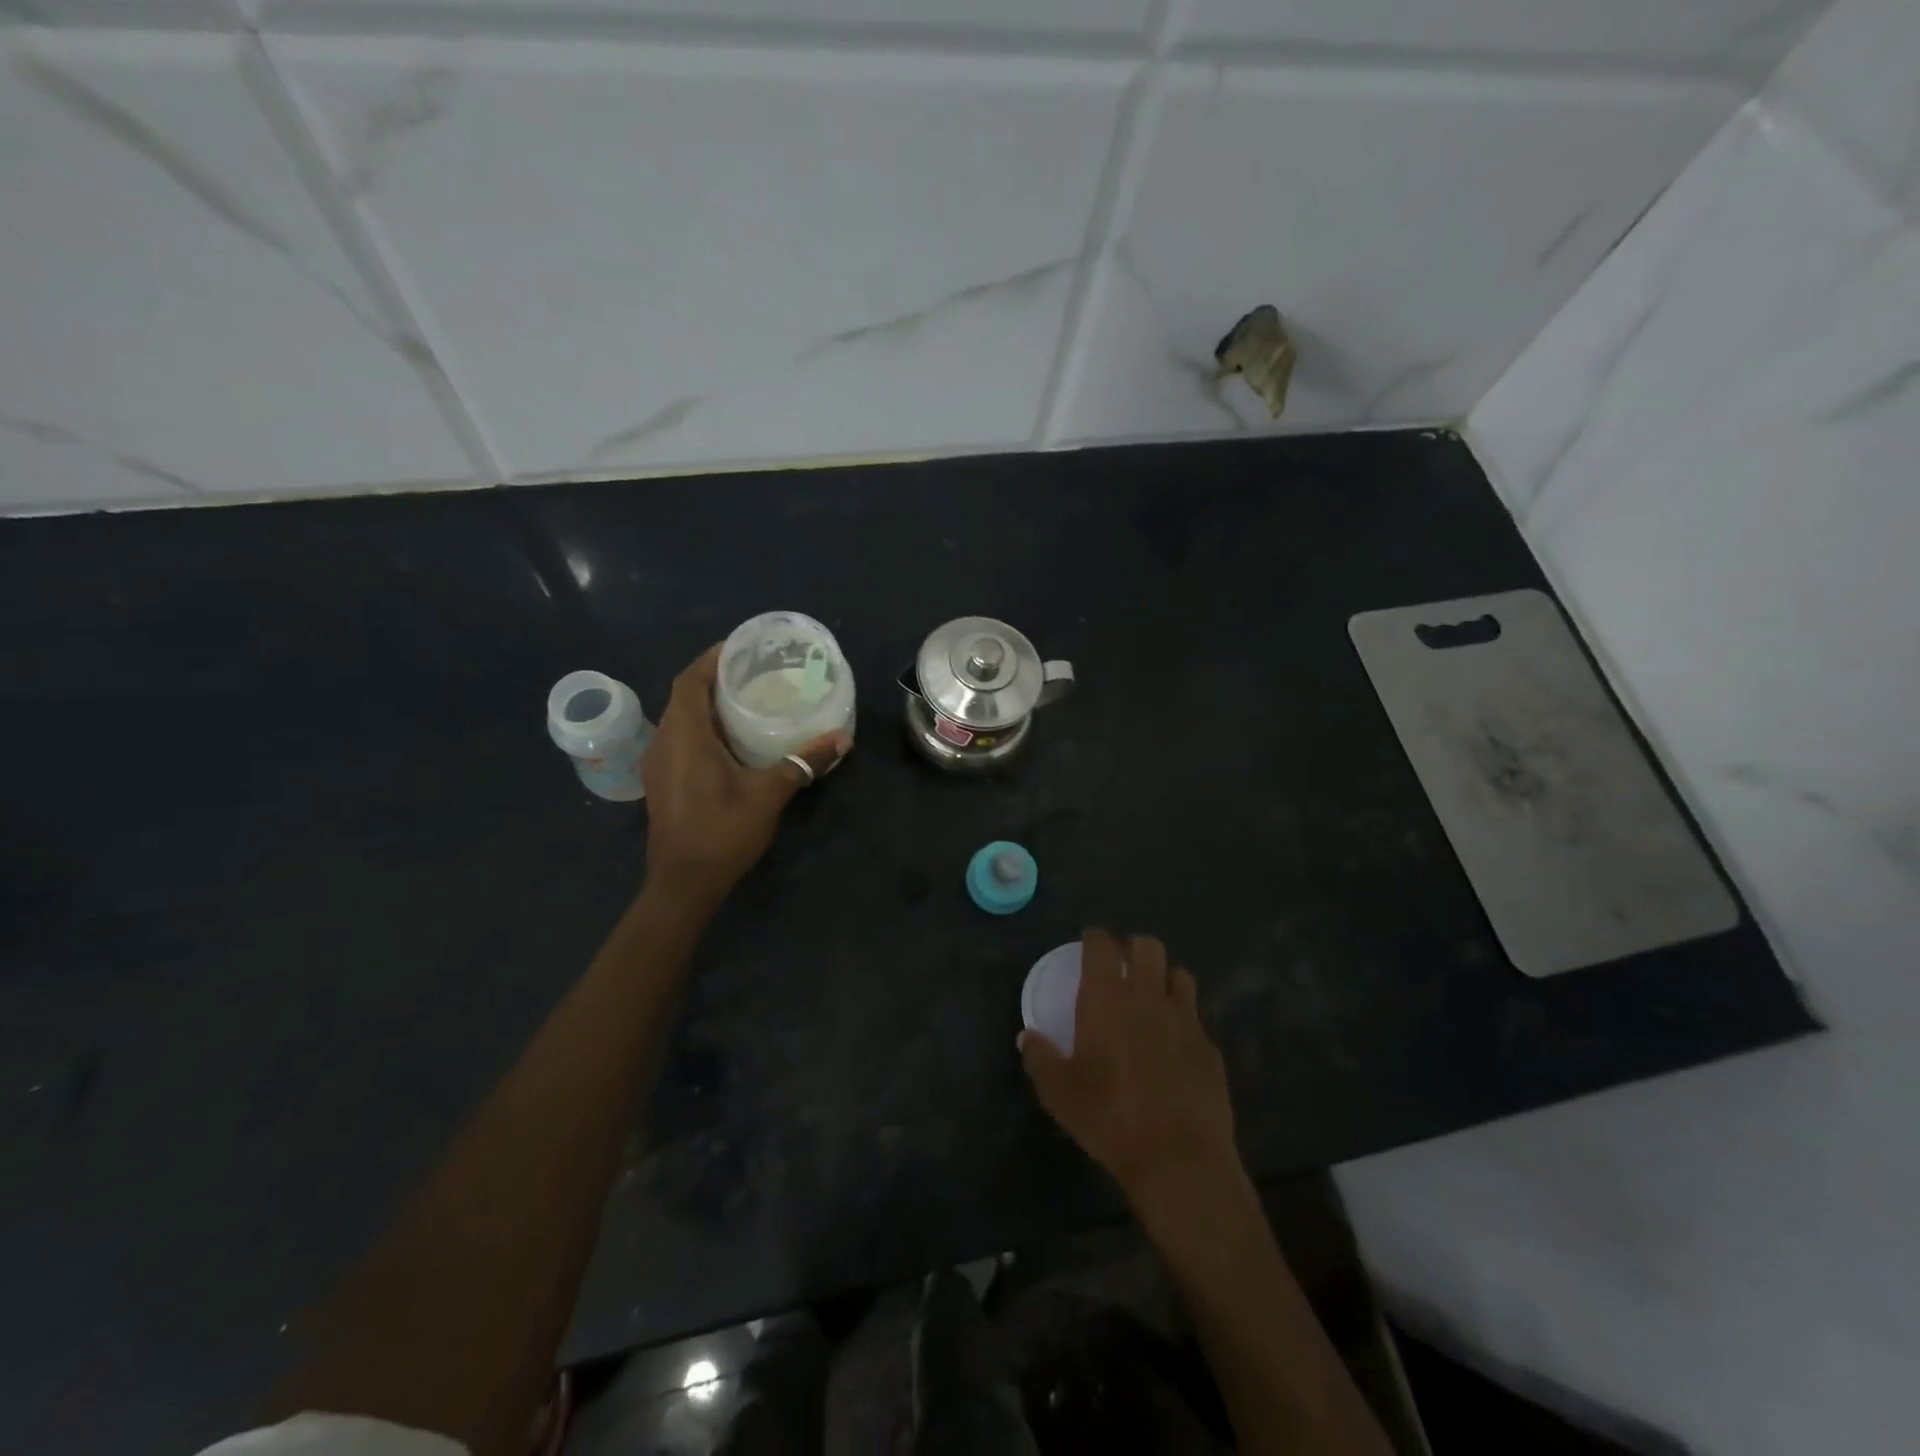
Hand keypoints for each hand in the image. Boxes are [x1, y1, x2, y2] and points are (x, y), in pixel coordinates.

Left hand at [641, 646, 851, 904]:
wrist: (683, 883)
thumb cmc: (722, 831)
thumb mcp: (769, 793)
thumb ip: (803, 762)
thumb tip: (842, 738)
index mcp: (685, 735)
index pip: (690, 680)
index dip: (711, 658)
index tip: (740, 647)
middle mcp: (664, 741)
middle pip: (684, 696)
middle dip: (713, 679)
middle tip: (753, 672)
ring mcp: (658, 763)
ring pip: (680, 719)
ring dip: (707, 704)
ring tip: (745, 699)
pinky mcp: (662, 781)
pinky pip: (680, 739)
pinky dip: (702, 728)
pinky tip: (730, 739)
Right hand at [1020, 930, 1240, 1209]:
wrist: (1179, 1157)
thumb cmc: (1109, 1117)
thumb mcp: (1059, 1093)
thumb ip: (1039, 1058)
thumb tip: (1027, 1037)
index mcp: (1107, 998)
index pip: (1102, 945)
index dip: (1094, 938)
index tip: (1088, 943)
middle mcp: (1148, 996)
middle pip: (1148, 946)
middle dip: (1133, 948)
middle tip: (1121, 967)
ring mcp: (1185, 1019)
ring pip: (1179, 974)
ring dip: (1163, 977)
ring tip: (1152, 997)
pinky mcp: (1209, 1046)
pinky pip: (1196, 1016)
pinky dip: (1183, 1018)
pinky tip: (1174, 1043)